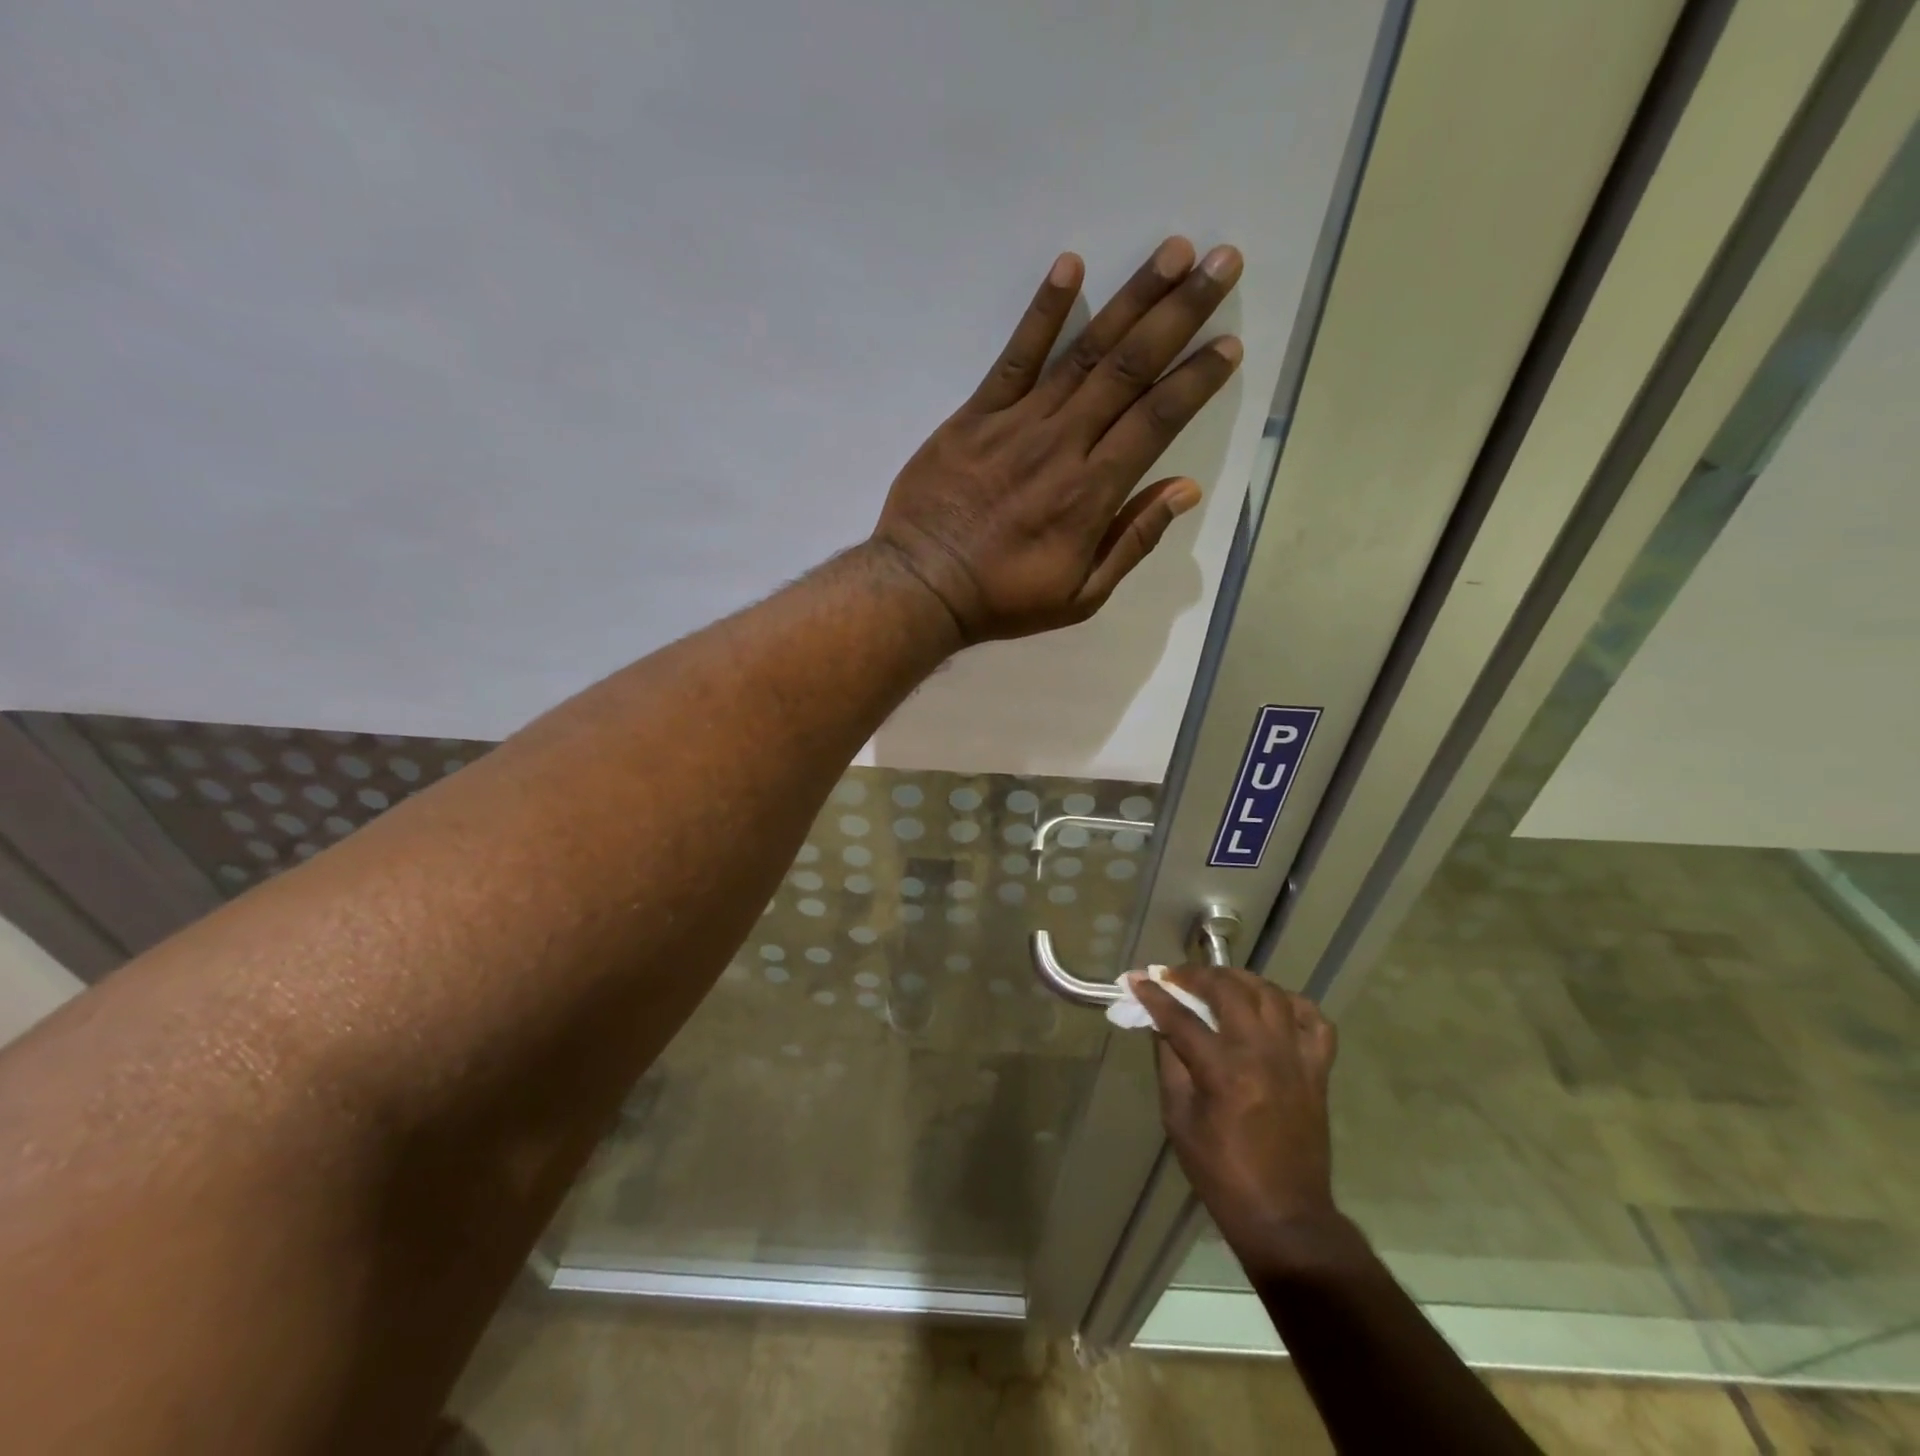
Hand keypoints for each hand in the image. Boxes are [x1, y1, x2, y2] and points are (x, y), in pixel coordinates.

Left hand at [870, 237, 1242, 642]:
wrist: (923, 586)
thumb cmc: (1004, 598)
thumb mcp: (1081, 596)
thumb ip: (1133, 542)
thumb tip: (1185, 490)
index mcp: (1092, 492)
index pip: (1156, 420)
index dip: (1196, 379)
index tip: (1229, 343)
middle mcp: (1063, 444)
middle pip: (1130, 369)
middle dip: (1181, 314)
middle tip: (1222, 263)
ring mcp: (1017, 423)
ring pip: (1084, 352)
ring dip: (1132, 298)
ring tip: (1173, 251)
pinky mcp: (975, 415)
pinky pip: (1014, 355)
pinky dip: (1042, 312)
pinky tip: (1069, 266)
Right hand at [1135, 964, 1341, 1263]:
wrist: (1285, 1216)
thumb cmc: (1221, 1173)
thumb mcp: (1178, 1119)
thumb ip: (1170, 1063)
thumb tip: (1160, 1024)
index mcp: (1223, 1071)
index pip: (1181, 1017)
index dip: (1155, 995)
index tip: (1137, 979)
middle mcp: (1262, 1053)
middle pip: (1228, 990)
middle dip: (1196, 975)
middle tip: (1175, 977)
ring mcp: (1295, 1058)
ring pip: (1270, 993)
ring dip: (1240, 979)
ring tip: (1218, 982)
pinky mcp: (1318, 1070)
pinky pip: (1314, 1020)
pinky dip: (1292, 1004)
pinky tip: (1272, 1006)